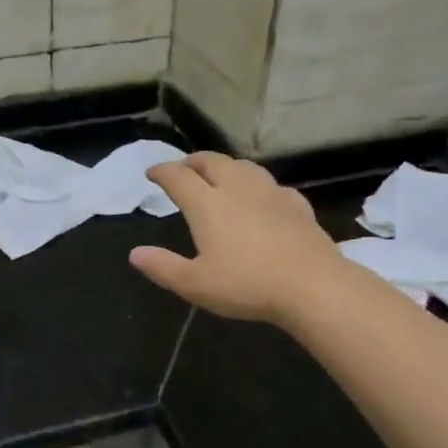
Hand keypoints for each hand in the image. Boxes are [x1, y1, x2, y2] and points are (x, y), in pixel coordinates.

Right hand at [129, 153, 347, 324]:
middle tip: (183, 169)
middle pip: (211, 162)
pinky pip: (271, 185)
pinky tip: (261, 197)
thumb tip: (135, 253)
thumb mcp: (195, 284)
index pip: (178, 177)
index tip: (152, 173)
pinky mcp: (296, 204)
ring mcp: (270, 193)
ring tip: (218, 175)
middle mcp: (236, 189)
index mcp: (207, 204)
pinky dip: (256, 185)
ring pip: (243, 166)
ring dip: (224, 166)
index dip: (162, 171)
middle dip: (192, 161)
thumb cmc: (247, 285)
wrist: (312, 285)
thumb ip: (162, 267)